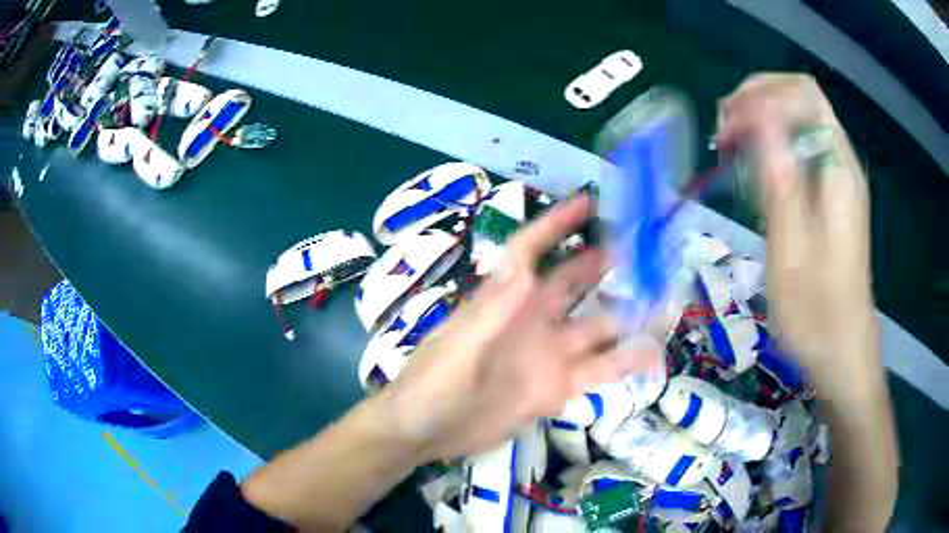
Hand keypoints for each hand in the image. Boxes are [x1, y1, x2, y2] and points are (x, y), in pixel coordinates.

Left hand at [381, 196, 657, 459]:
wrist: (427, 432)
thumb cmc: (433, 384)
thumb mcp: (457, 348)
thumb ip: (492, 313)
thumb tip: (526, 269)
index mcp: (504, 300)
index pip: (532, 250)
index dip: (557, 224)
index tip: (590, 201)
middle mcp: (532, 320)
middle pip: (575, 282)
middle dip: (607, 264)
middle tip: (647, 249)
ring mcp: (548, 354)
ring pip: (598, 327)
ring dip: (629, 315)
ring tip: (665, 302)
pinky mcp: (557, 388)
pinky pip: (599, 370)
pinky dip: (625, 361)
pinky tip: (652, 354)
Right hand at [715, 74, 879, 392]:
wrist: (843, 352)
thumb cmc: (816, 315)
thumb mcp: (791, 251)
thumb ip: (779, 180)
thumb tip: (759, 119)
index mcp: (838, 171)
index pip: (803, 95)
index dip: (761, 96)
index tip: (729, 130)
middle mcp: (842, 162)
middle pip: (801, 98)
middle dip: (757, 101)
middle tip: (724, 132)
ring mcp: (839, 178)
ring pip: (799, 119)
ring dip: (762, 121)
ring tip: (732, 149)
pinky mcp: (832, 194)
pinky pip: (801, 148)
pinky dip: (772, 146)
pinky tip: (754, 172)